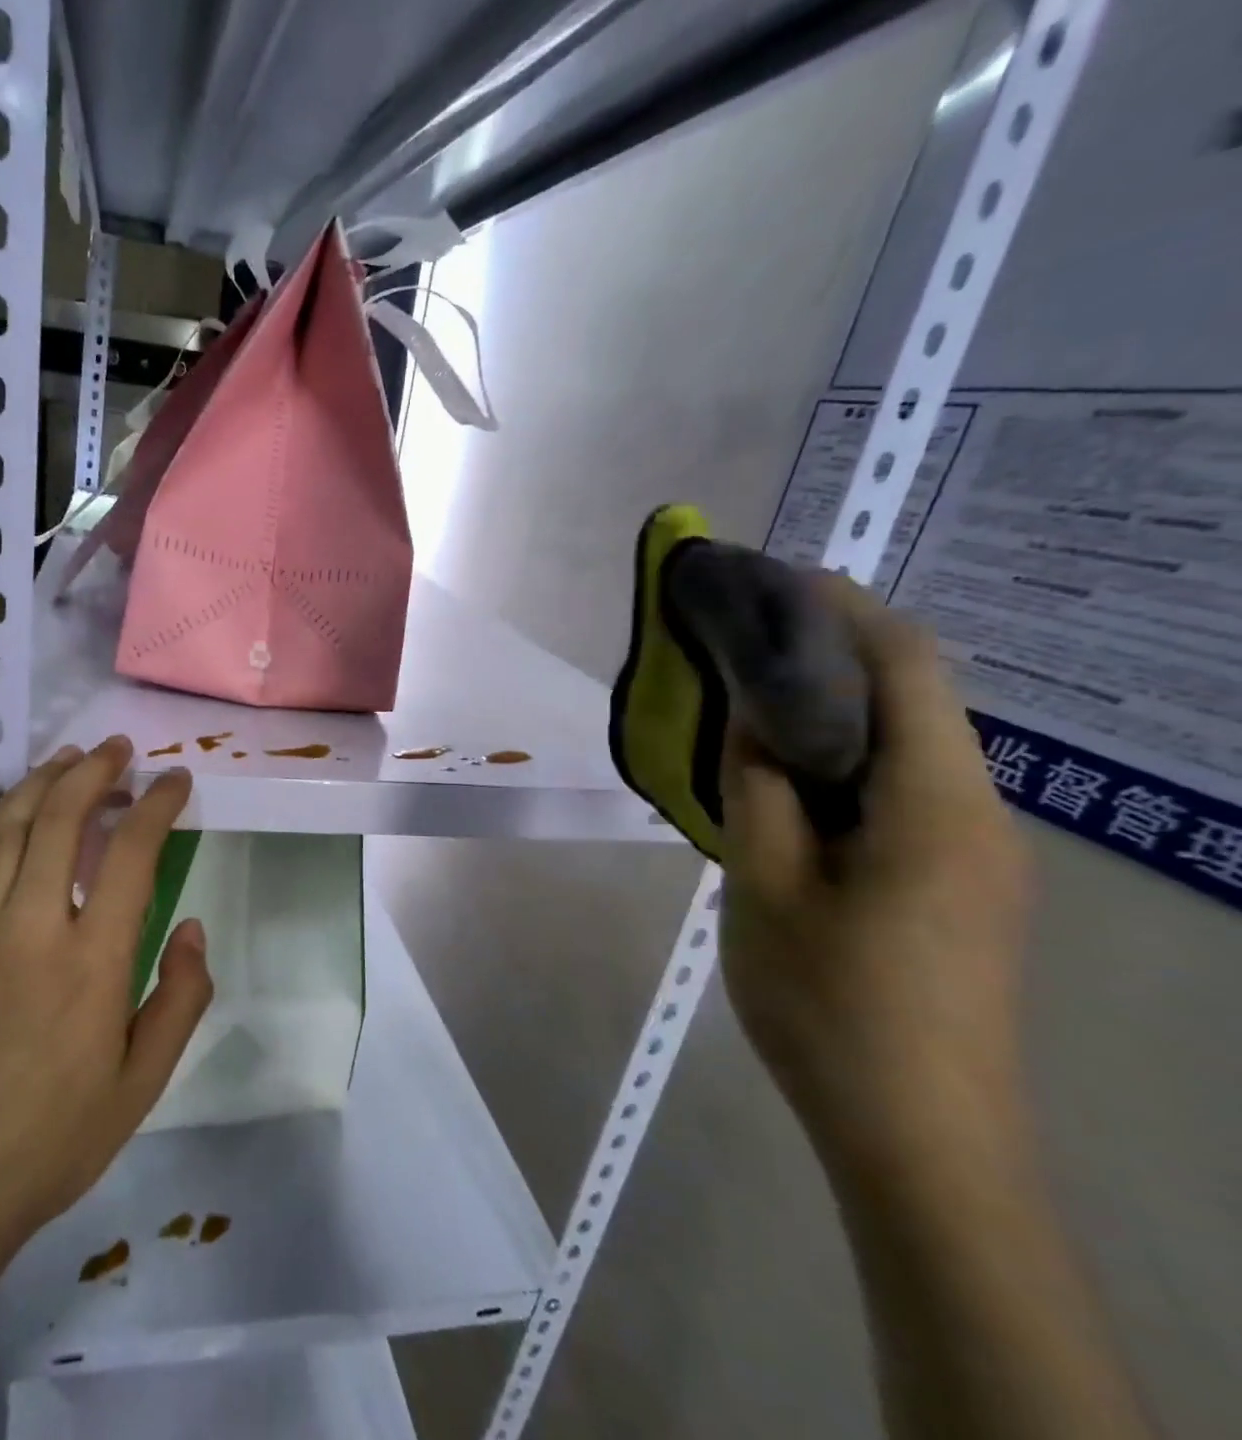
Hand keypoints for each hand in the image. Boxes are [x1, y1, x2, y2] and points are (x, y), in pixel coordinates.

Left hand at [0, 736, 211, 1299]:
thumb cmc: (52, 1142)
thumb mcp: (142, 1085)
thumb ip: (180, 999)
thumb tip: (192, 928)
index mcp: (91, 963)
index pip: (130, 853)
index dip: (157, 805)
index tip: (176, 781)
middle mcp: (31, 928)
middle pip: (59, 818)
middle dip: (95, 771)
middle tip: (120, 750)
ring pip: (8, 827)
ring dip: (42, 781)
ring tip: (69, 758)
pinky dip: (1, 818)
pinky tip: (15, 813)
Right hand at [718, 578, 1033, 1179]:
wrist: (919, 1139)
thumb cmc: (831, 1004)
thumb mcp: (765, 885)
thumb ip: (760, 787)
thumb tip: (755, 715)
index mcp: (937, 804)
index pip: (908, 667)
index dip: (843, 609)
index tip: (773, 580)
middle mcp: (977, 814)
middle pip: (914, 700)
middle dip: (831, 653)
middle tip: (743, 640)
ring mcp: (975, 855)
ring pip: (905, 749)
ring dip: (832, 711)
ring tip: (751, 701)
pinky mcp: (958, 887)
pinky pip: (901, 794)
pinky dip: (842, 763)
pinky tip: (786, 781)